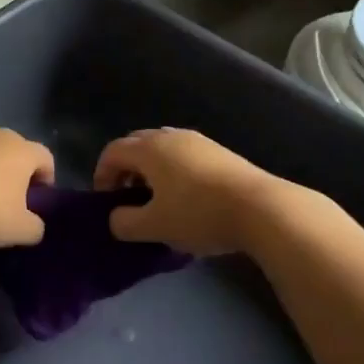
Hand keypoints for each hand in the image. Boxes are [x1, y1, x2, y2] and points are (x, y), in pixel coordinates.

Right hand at [93, 128, 282, 255]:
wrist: (261, 208)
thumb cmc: (198, 214)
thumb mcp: (153, 227)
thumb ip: (124, 223)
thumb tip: (116, 218)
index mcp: (149, 148)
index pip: (112, 152)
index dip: (102, 175)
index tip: (106, 202)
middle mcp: (170, 136)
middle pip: (135, 144)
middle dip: (125, 169)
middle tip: (128, 198)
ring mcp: (198, 141)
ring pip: (161, 148)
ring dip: (150, 170)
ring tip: (157, 199)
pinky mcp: (220, 152)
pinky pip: (183, 155)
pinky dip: (173, 171)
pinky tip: (185, 198)